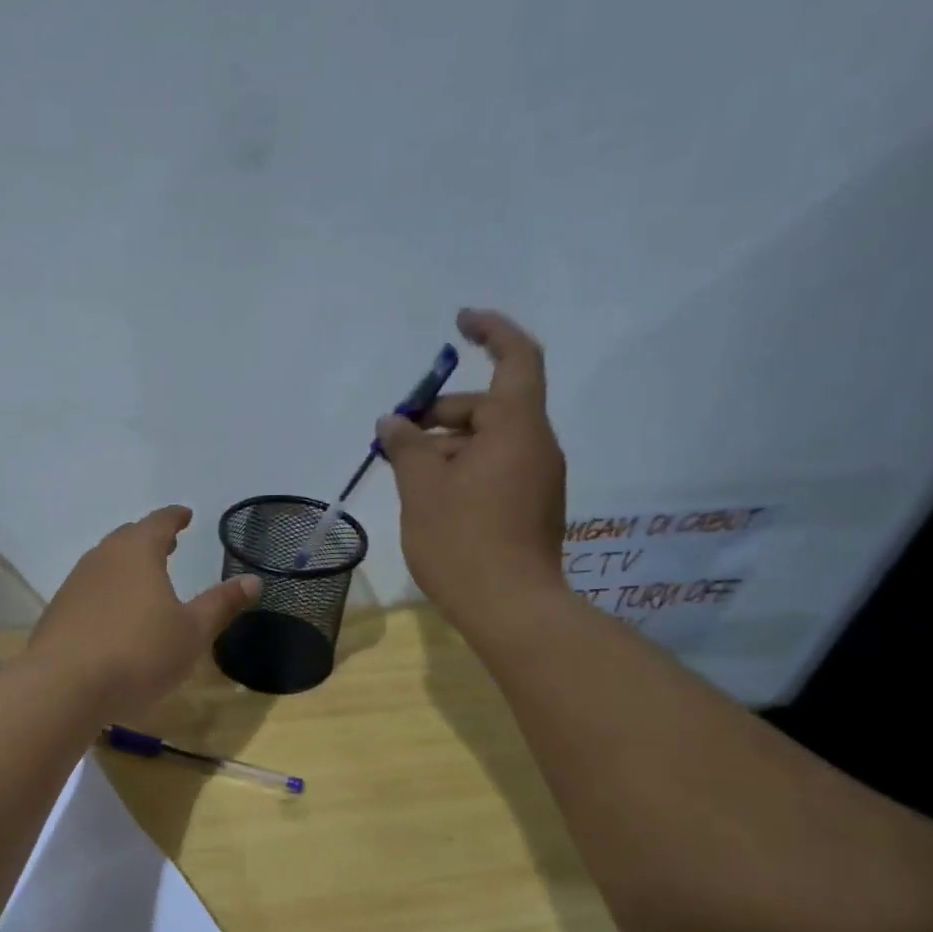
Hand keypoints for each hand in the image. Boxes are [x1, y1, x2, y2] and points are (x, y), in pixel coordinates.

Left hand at [30, 506, 260, 716]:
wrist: (63, 686)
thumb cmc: (138, 653)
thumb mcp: (192, 632)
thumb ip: (221, 604)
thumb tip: (253, 580)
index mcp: (137, 552)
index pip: (159, 522)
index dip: (175, 517)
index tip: (185, 515)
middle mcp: (102, 558)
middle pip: (128, 538)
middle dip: (149, 538)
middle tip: (168, 543)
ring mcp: (75, 584)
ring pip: (105, 563)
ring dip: (126, 564)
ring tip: (143, 577)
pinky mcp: (58, 612)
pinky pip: (90, 590)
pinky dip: (108, 591)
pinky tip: (114, 613)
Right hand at [379, 308, 566, 613]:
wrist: (511, 608)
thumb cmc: (462, 541)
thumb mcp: (421, 488)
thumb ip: (406, 446)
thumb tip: (393, 421)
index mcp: (517, 428)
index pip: (516, 358)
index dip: (491, 331)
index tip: (459, 323)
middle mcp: (536, 446)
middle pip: (491, 406)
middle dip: (441, 413)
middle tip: (396, 437)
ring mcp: (538, 479)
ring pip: (490, 442)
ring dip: (447, 445)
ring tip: (404, 472)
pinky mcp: (532, 507)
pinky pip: (496, 469)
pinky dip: (463, 468)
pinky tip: (430, 497)